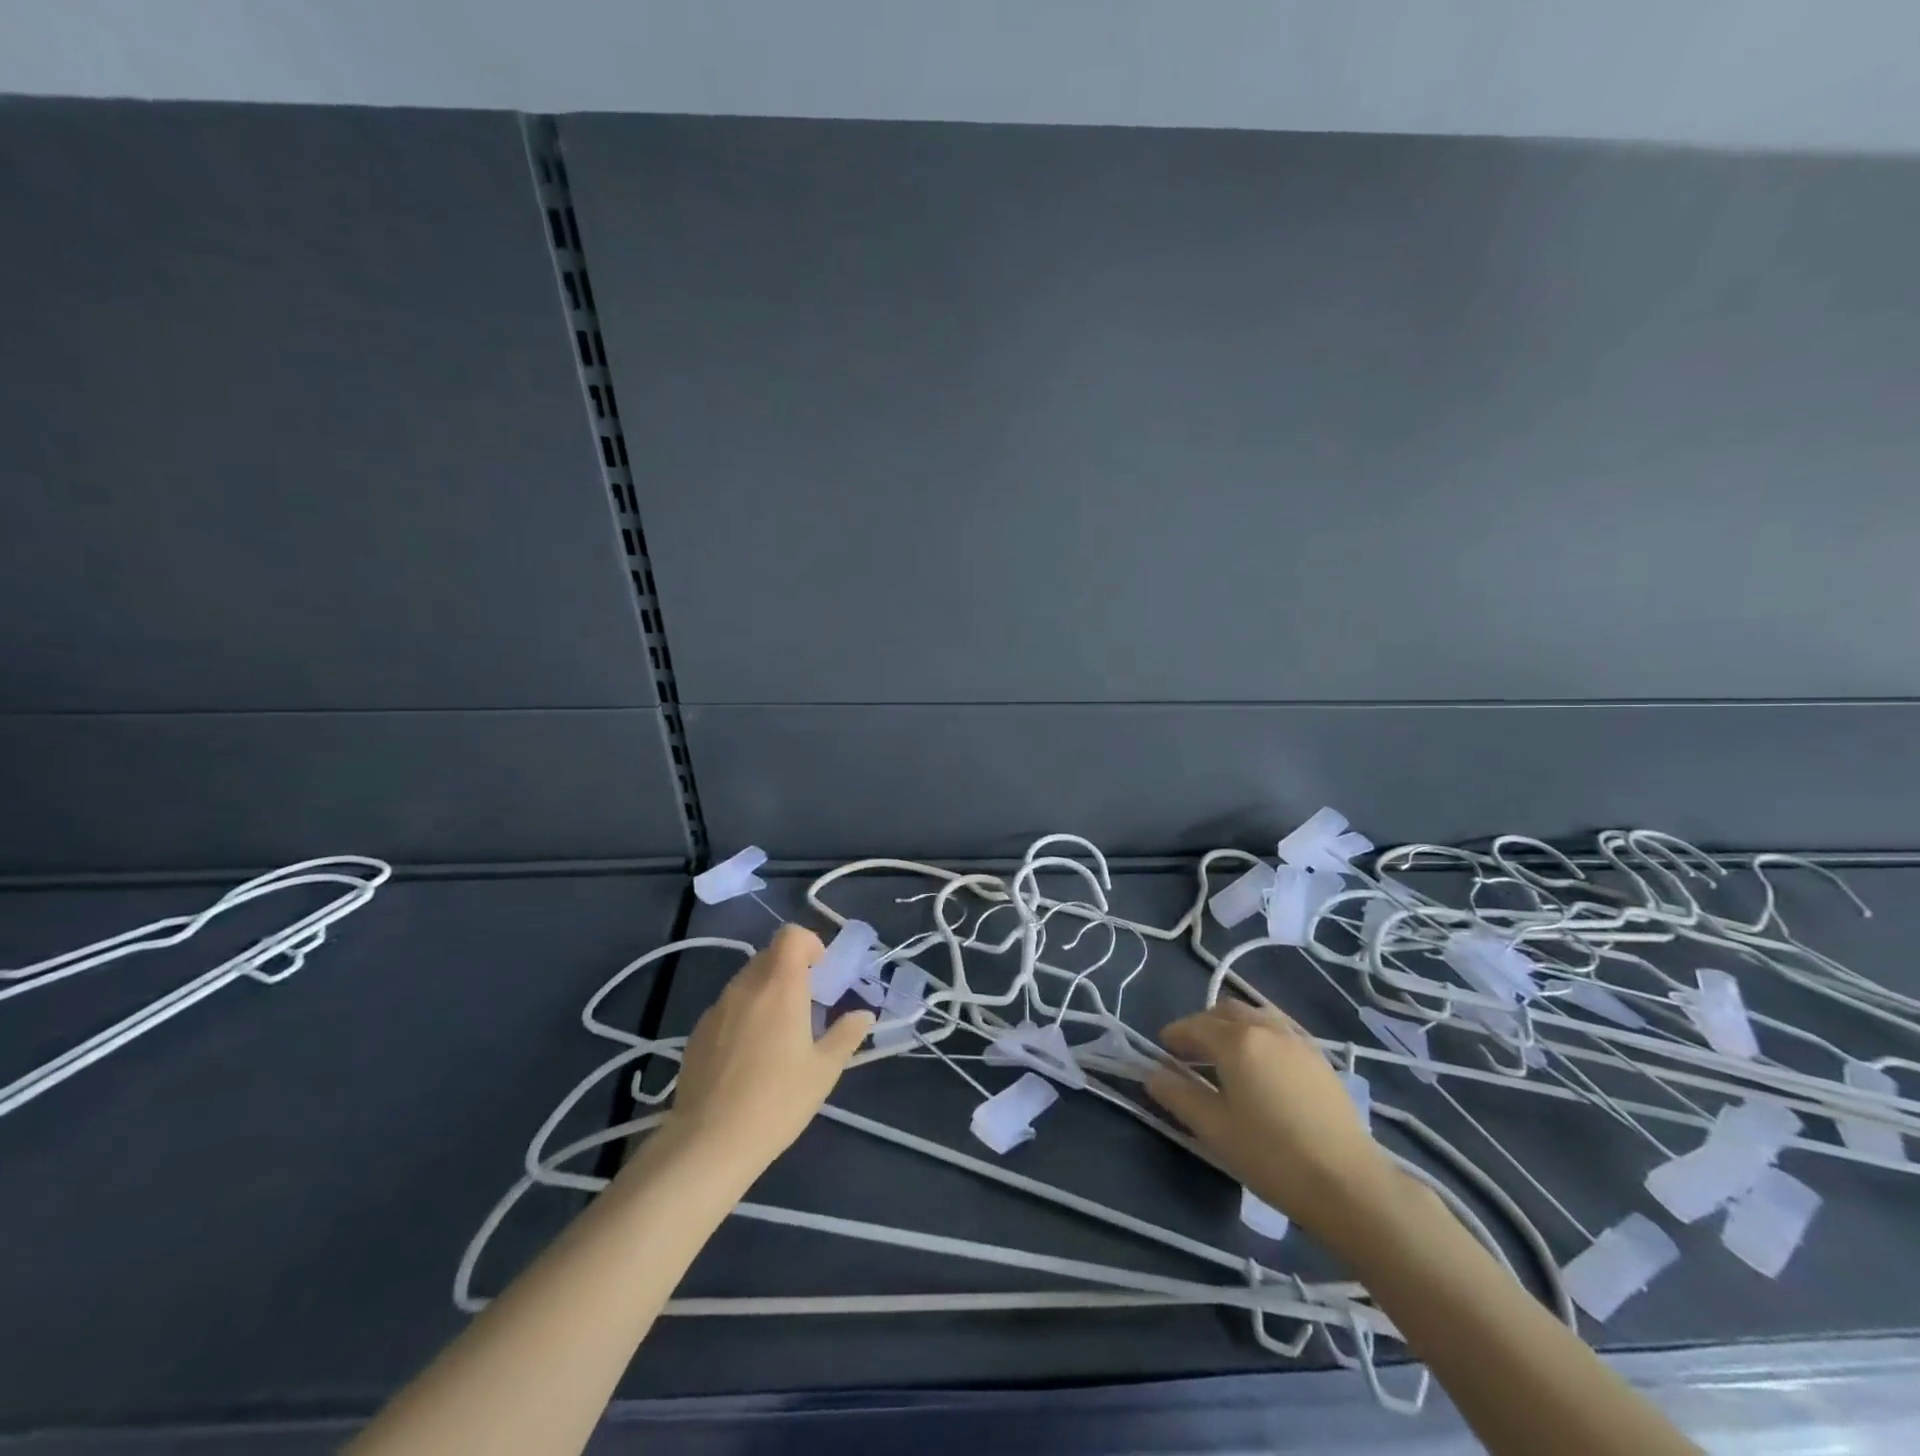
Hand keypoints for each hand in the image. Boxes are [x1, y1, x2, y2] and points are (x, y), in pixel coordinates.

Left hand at [668, 925, 873, 1174]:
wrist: (708, 1143)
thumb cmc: (777, 1101)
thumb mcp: (824, 1071)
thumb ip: (846, 1035)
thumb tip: (863, 1015)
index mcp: (780, 986)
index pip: (791, 935)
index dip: (809, 945)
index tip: (821, 975)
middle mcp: (746, 986)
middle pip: (770, 956)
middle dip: (791, 971)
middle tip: (806, 1007)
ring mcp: (717, 1008)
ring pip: (747, 981)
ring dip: (767, 992)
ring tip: (778, 1035)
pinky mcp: (697, 1032)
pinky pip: (728, 1007)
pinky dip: (744, 1015)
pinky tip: (748, 1057)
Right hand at [1146, 999, 1394, 1239]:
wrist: (1350, 1185)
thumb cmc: (1272, 1156)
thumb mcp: (1215, 1129)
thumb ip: (1178, 1096)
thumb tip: (1152, 1074)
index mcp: (1236, 1041)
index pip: (1194, 1025)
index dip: (1174, 1035)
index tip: (1162, 1050)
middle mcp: (1266, 1028)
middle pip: (1226, 1011)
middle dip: (1203, 1025)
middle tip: (1190, 1053)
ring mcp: (1298, 1041)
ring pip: (1256, 1016)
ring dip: (1233, 1026)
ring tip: (1225, 1056)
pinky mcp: (1321, 1059)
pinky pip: (1280, 1030)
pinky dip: (1260, 1036)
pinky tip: (1261, 1067)